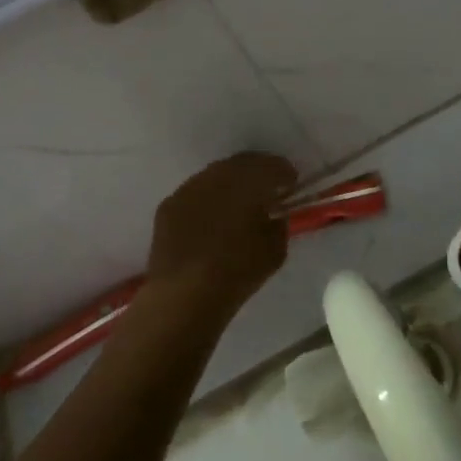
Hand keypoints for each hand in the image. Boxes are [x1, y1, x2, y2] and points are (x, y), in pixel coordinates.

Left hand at [146, 152, 298, 318]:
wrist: (184, 296)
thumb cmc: (237, 272)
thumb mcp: (275, 251)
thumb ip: (279, 225)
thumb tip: (275, 215)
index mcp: (248, 181)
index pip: (271, 166)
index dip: (284, 172)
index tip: (291, 184)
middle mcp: (217, 175)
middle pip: (242, 164)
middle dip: (257, 173)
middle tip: (266, 189)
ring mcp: (189, 188)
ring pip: (215, 176)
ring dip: (230, 183)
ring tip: (238, 203)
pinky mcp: (168, 205)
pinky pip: (195, 194)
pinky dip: (207, 199)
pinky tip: (210, 218)